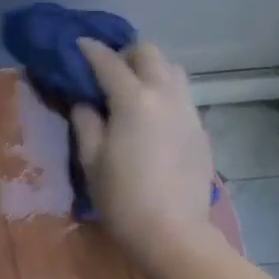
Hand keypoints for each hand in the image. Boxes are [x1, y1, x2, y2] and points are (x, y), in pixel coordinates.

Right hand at [70, 39, 216, 268]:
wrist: (172, 232)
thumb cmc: (123, 199)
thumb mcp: (91, 161)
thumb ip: (86, 123)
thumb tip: (86, 102)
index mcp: (133, 99)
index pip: (108, 62)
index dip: (90, 51)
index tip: (78, 46)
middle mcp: (165, 94)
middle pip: (149, 53)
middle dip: (126, 53)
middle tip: (107, 70)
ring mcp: (188, 110)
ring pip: (172, 70)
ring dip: (150, 69)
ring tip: (133, 88)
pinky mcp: (200, 129)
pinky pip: (182, 97)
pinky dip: (164, 93)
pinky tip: (152, 117)